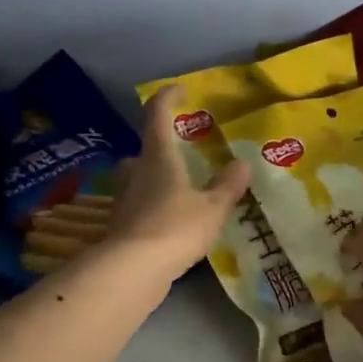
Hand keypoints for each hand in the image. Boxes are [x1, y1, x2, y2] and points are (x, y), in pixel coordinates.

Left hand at [106, 84, 250, 282]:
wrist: (132, 270)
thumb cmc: (175, 228)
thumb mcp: (212, 208)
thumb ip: (227, 186)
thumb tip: (242, 164)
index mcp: (158, 157)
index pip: (157, 114)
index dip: (168, 97)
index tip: (181, 90)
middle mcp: (136, 171)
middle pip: (145, 149)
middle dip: (162, 147)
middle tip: (184, 153)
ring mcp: (124, 199)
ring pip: (139, 178)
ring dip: (156, 177)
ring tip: (181, 188)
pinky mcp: (120, 225)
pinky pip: (139, 205)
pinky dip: (153, 205)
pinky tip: (170, 220)